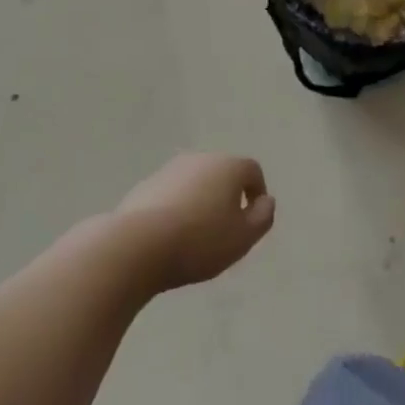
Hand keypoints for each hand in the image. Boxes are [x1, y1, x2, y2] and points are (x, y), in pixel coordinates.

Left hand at [116, 154, 275, 291]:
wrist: (138, 245)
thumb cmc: (200, 241)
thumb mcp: (243, 237)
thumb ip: (262, 217)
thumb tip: (266, 200)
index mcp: (227, 166)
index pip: (252, 171)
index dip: (257, 193)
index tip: (252, 221)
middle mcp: (200, 159)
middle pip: (222, 174)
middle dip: (228, 198)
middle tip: (226, 231)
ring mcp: (170, 170)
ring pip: (196, 183)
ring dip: (201, 202)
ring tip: (197, 237)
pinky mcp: (146, 185)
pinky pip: (172, 194)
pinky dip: (178, 209)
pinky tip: (171, 236)